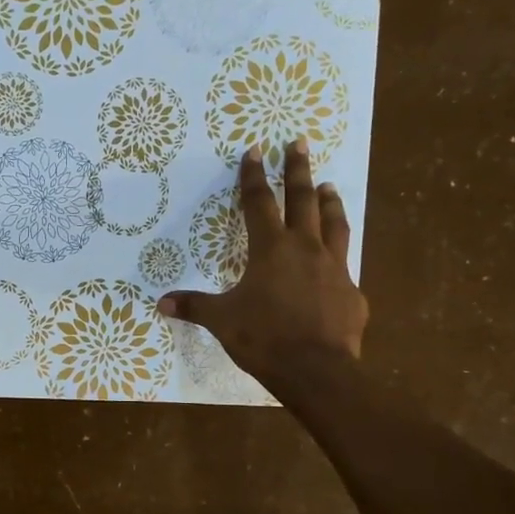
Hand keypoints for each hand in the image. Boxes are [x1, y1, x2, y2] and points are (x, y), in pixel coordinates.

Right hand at [158, 141, 367, 383]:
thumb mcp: (222, 321)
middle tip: (300, 143)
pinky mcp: (352, 292)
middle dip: (298, 170)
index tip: (255, 151)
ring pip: (334, 223)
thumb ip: (195, 306)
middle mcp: (305, 249)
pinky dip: (339, 256)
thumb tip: (162, 303)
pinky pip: (345, 266)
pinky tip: (336, 262)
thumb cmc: (264, 337)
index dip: (253, 177)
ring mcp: (334, 268)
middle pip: (303, 200)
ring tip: (329, 185)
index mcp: (271, 249)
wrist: (316, 370)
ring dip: (330, 201)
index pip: (259, 203)